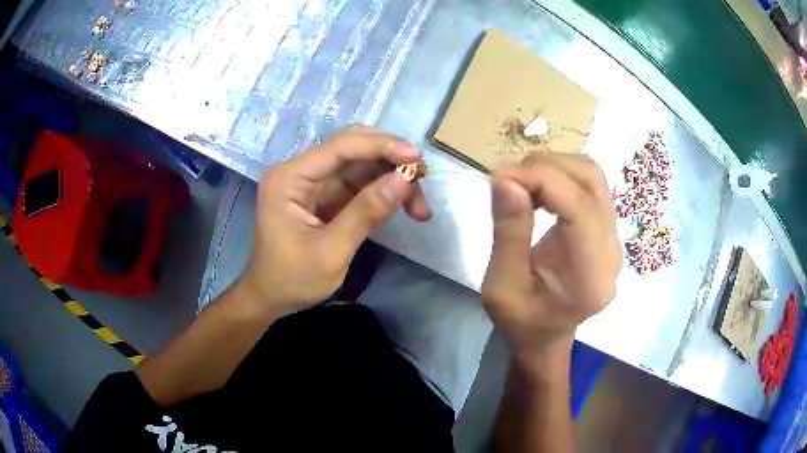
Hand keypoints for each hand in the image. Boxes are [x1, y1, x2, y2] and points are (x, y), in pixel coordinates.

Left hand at [242, 126, 430, 314]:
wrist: (271, 298)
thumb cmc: (292, 279)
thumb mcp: (331, 252)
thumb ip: (366, 213)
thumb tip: (404, 180)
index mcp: (290, 178)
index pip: (340, 147)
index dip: (381, 147)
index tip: (417, 158)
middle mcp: (300, 171)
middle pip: (352, 147)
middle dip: (390, 158)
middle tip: (422, 176)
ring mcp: (313, 182)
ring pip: (361, 164)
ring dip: (391, 176)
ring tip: (419, 204)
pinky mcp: (325, 195)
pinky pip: (359, 182)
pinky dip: (383, 190)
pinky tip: (404, 204)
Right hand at [481, 154, 621, 358]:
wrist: (545, 338)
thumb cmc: (521, 322)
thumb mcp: (501, 287)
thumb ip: (508, 233)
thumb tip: (505, 178)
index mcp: (591, 277)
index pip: (580, 206)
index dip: (541, 179)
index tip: (499, 176)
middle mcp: (612, 252)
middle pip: (591, 181)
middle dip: (546, 167)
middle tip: (507, 180)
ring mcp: (613, 238)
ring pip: (592, 176)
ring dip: (553, 168)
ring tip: (521, 184)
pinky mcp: (606, 230)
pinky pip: (589, 186)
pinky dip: (559, 177)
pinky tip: (537, 192)